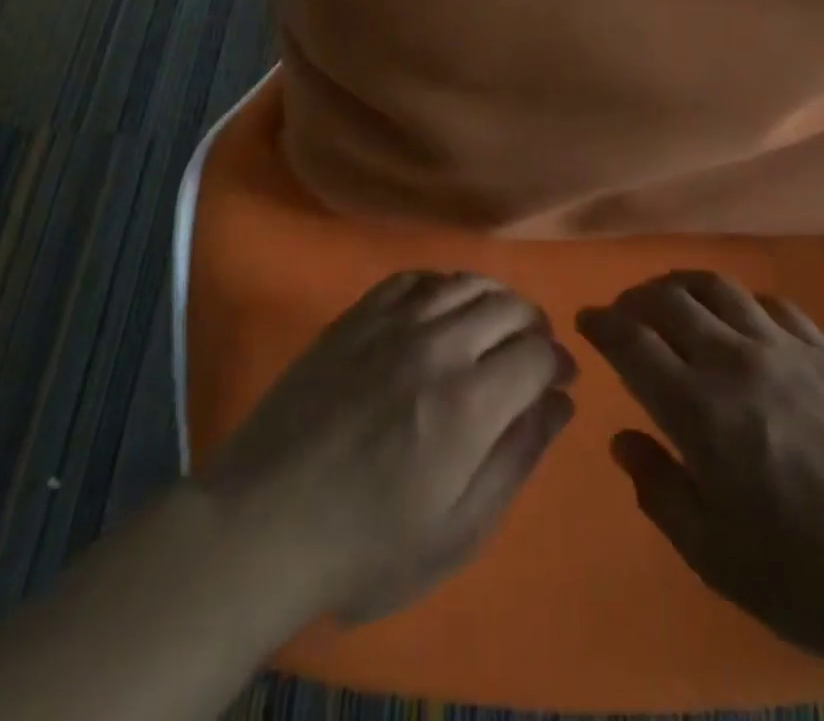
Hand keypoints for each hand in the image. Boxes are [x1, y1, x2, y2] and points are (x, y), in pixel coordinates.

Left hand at [203, 271, 576, 624]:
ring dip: (495, 298)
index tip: (558, 380)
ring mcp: (392, 323)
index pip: (538, 352)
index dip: (558, 362)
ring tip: (495, 325)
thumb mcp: (457, 531)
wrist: (263, 523)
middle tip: (531, 353)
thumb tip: (560, 402)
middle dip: (534, 326)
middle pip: (509, 306)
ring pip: (465, 282)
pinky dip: (444, 284)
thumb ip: (517, 458)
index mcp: (468, 403)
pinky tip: (444, 307)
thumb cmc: (366, 546)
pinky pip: (415, 278)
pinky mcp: (357, 316)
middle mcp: (437, 346)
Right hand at [577, 271, 823, 676]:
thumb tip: (623, 440)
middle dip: (634, 299)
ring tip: (670, 300)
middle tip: (623, 313)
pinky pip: (769, 301)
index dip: (602, 324)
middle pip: (668, 301)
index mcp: (699, 411)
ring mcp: (784, 347)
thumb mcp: (719, 559)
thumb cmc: (815, 576)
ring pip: (716, 287)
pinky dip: (738, 300)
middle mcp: (734, 361)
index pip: (633, 343)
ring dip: (681, 285)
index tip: (585, 319)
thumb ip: (661, 492)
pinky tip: (738, 318)